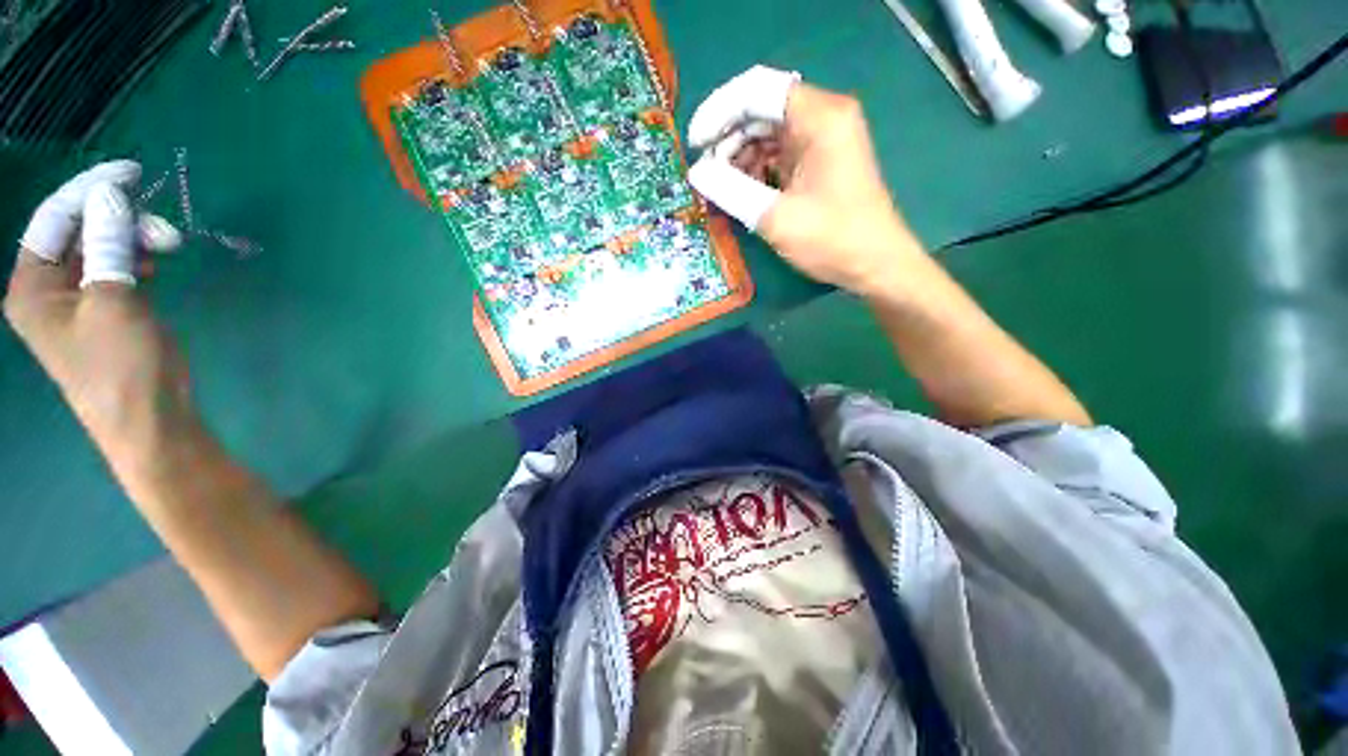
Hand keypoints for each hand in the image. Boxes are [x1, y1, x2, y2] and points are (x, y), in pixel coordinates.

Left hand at [5, 161, 190, 474]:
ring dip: (133, 240)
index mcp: (32, 287)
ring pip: (101, 248)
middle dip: (121, 222)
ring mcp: (77, 300)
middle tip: (164, 231)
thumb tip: (111, 194)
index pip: (55, 220)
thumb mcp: (113, 302)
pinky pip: (114, 267)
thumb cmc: (121, 367)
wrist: (150, 421)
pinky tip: (155, 264)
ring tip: (167, 249)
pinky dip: (136, 258)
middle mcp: (48, 288)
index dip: (90, 190)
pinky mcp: (105, 309)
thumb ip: (108, 246)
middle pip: (79, 232)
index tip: (131, 172)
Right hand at [687, 66, 924, 296]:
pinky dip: (757, 169)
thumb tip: (695, 173)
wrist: (875, 265)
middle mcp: (823, 117)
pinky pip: (779, 154)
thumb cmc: (831, 239)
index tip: (695, 145)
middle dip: (728, 138)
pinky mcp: (820, 162)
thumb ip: (731, 190)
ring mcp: (823, 140)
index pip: (757, 92)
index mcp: (819, 117)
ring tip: (720, 187)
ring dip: (740, 157)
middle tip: (705, 173)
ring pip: (768, 133)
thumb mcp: (775, 217)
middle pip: (762, 110)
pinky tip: (742, 191)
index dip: (719, 112)